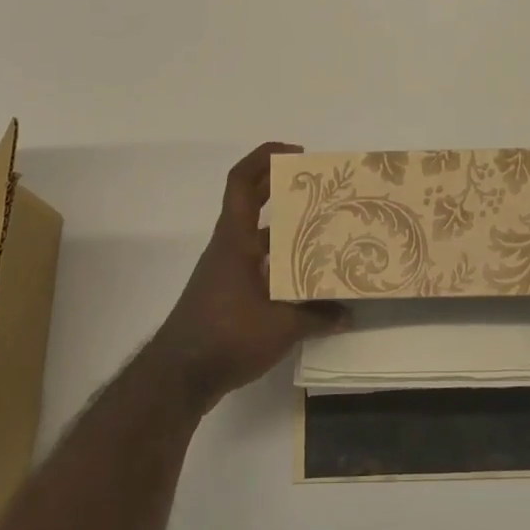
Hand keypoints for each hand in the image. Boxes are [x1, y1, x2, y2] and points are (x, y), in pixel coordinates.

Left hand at [147, 142, 346, 410]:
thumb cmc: (226, 336)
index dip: (265, 158)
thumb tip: (350, 313)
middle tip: (322, 187)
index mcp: (235, 240)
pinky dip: (283, 264)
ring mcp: (227, 272)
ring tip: (327, 232)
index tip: (296, 153)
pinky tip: (309, 280)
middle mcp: (229, 248)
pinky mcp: (230, 295)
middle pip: (253, 204)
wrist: (180, 376)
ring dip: (288, 231)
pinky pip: (260, 265)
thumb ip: (318, 316)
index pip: (242, 182)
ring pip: (260, 238)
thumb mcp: (282, 326)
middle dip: (284, 189)